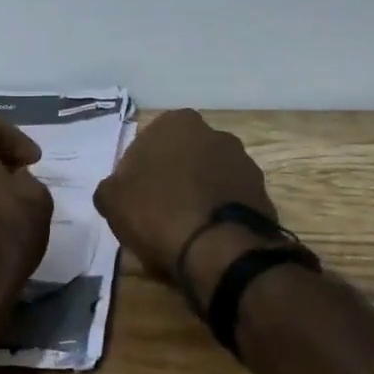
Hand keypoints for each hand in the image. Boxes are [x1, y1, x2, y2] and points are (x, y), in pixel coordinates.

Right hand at [93, 109, 275, 301]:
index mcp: (176, 123)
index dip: (137, 173)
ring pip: (209, 178)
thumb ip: (110, 187)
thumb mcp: (112, 200)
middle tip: (157, 212)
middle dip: (172, 178)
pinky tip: (207, 238)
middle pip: (182, 157)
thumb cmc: (158, 212)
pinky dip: (219, 213)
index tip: (133, 198)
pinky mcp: (263, 194)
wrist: (219, 250)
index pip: (148, 143)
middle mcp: (214, 133)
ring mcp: (244, 163)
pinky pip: (230, 201)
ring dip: (198, 194)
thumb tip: (116, 190)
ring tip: (184, 230)